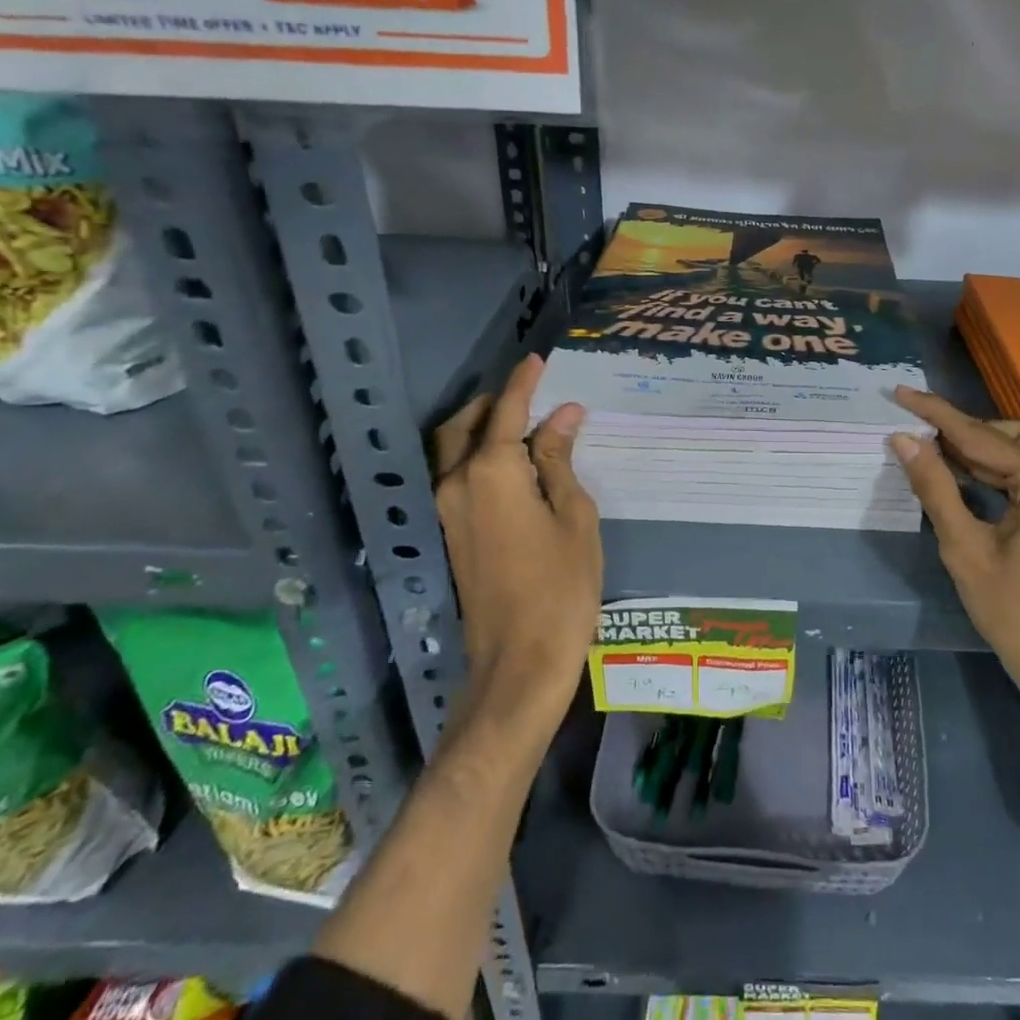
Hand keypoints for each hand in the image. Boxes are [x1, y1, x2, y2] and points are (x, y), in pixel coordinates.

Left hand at [432, 355, 602, 716]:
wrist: (519, 660)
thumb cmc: (562, 585)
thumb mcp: (574, 515)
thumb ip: (560, 460)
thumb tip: (562, 416)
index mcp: (492, 471)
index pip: (507, 410)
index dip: (524, 382)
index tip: (537, 358)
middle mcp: (457, 482)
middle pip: (466, 426)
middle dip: (493, 403)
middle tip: (527, 392)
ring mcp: (445, 510)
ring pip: (452, 450)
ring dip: (478, 428)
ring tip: (517, 423)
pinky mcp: (447, 534)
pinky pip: (454, 476)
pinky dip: (474, 456)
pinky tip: (508, 465)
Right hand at [890, 386, 1019, 711]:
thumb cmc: (1015, 613)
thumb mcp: (965, 548)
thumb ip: (935, 486)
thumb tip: (904, 439)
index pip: (980, 435)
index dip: (936, 413)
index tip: (901, 391)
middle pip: (1005, 440)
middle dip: (958, 434)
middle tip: (913, 433)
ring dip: (980, 452)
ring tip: (935, 454)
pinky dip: (1002, 473)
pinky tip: (970, 478)